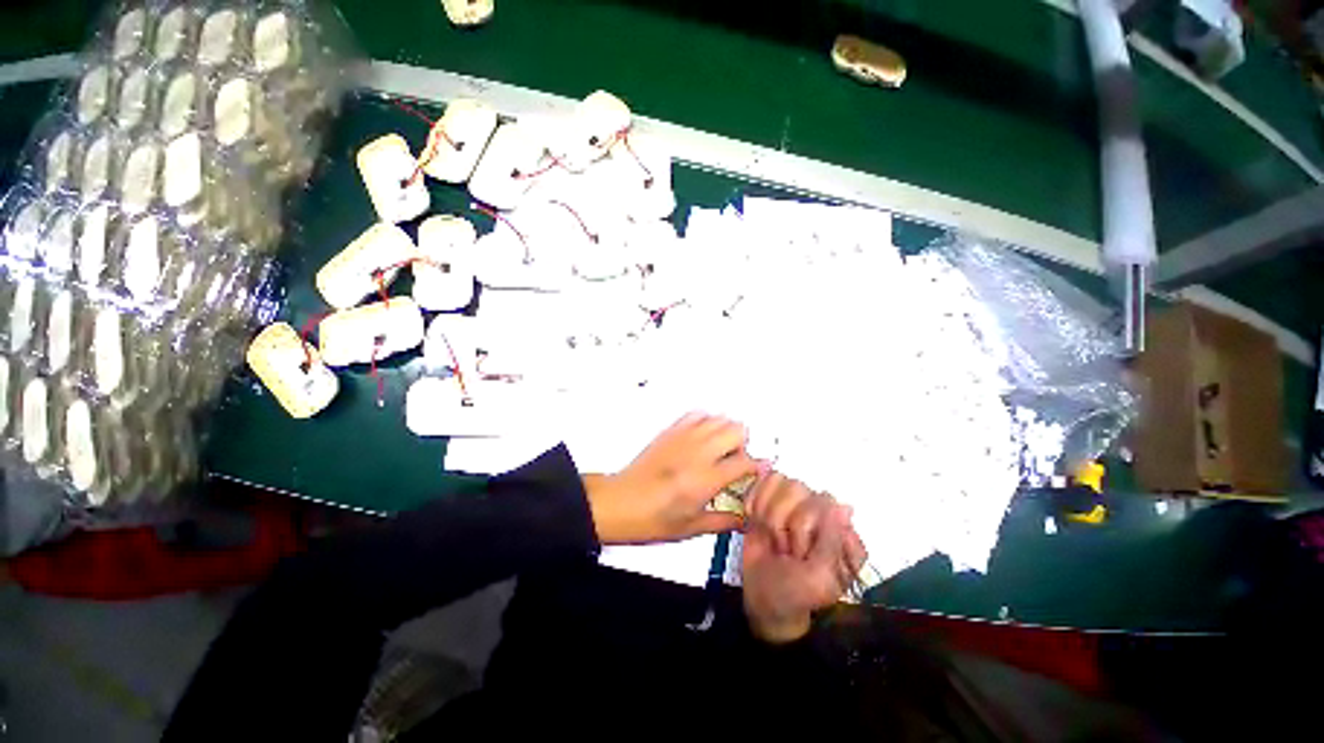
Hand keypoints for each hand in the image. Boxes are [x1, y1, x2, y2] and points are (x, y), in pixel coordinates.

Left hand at [583, 412, 759, 544]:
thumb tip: (745, 518)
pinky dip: (705, 421)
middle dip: (744, 444)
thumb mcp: (692, 527)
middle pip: (736, 430)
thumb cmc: (652, 519)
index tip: (761, 469)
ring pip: (718, 418)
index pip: (745, 462)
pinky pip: (695, 415)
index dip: (758, 465)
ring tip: (720, 448)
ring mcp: (683, 438)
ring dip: (726, 431)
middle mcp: (697, 453)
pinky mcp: (670, 432)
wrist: (620, 503)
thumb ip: (725, 521)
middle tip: (736, 459)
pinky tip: (702, 435)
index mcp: (705, 479)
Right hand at [742, 474, 866, 643]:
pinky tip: (756, 521)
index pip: (823, 503)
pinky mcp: (773, 496)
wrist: (762, 597)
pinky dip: (755, 501)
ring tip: (772, 539)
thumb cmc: (796, 594)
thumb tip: (843, 506)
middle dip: (783, 524)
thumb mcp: (819, 578)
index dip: (804, 528)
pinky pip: (764, 481)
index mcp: (842, 531)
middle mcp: (823, 510)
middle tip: (785, 552)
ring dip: (768, 515)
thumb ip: (832, 542)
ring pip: (780, 483)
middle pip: (798, 490)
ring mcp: (798, 501)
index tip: (799, 556)